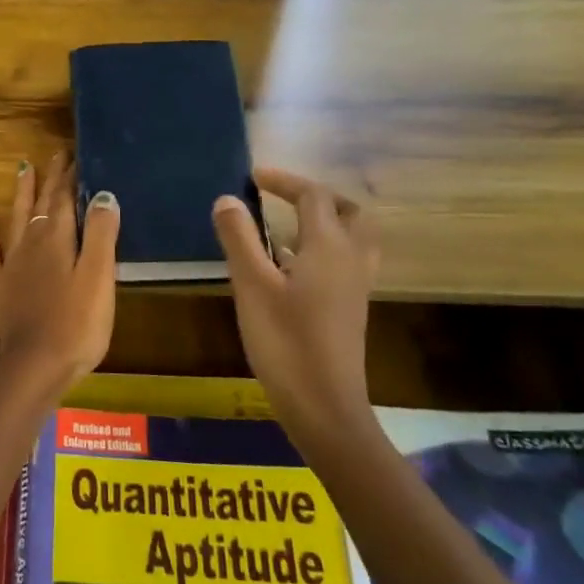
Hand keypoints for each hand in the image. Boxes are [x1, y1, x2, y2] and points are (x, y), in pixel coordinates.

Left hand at [0, 154, 120, 393]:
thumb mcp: (98, 277)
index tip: (76, 155)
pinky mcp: (1, 287)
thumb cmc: (77, 324)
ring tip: (23, 168)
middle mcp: (31, 244)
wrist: (36, 365)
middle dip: (50, 178)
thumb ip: (100, 234)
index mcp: (57, 239)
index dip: (71, 177)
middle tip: (56, 153)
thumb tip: (103, 194)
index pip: (65, 199)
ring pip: (15, 218)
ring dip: (20, 193)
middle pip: (41, 204)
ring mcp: (12, 265)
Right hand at [212, 168, 379, 438]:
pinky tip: (291, 267)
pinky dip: (323, 248)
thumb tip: (227, 199)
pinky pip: (345, 261)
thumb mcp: (252, 286)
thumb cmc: (286, 342)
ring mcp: (355, 286)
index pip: (314, 196)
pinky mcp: (350, 308)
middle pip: (349, 211)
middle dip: (317, 196)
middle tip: (282, 198)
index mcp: (329, 247)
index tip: (253, 177)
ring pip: (353, 237)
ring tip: (285, 226)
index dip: (285, 181)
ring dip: (325, 221)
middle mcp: (351, 260)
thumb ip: (239, 239)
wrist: (325, 406)